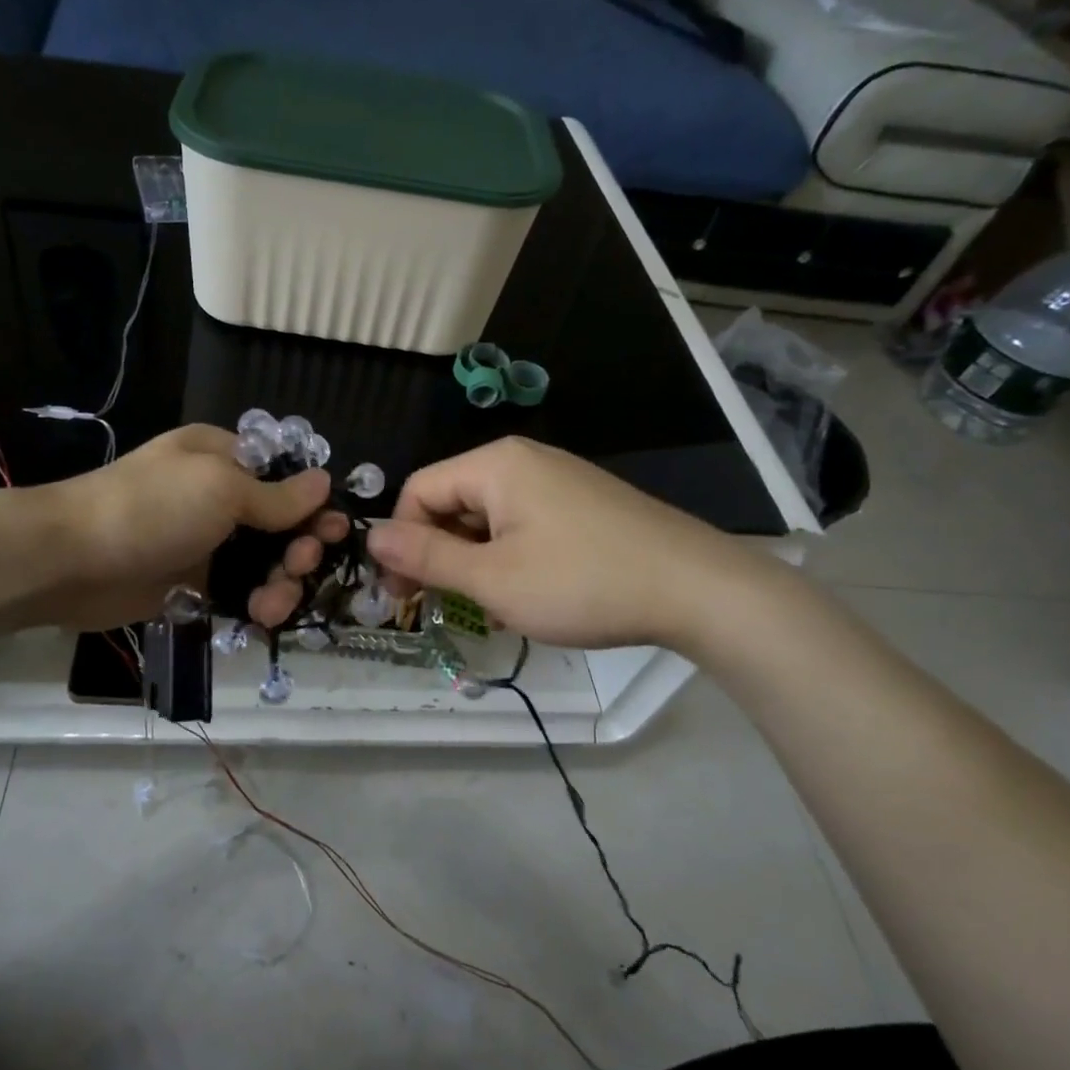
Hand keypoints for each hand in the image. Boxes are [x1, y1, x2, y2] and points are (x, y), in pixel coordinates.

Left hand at [0, 425, 346, 633]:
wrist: (71, 561)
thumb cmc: (151, 509)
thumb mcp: (220, 488)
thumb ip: (276, 495)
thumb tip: (325, 483)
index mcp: (222, 457)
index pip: (284, 477)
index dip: (313, 504)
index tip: (335, 531)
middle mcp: (217, 496)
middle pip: (280, 524)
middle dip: (299, 547)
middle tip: (302, 565)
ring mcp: (204, 542)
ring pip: (262, 563)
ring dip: (280, 582)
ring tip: (274, 604)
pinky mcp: (192, 582)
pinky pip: (238, 591)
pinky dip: (255, 603)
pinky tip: (261, 617)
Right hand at [364, 437, 778, 650]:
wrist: (697, 589)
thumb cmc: (582, 582)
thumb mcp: (492, 579)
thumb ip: (427, 556)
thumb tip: (372, 535)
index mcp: (495, 465)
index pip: (418, 490)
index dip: (401, 540)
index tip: (403, 594)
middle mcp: (523, 460)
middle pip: (453, 501)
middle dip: (439, 554)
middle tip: (441, 606)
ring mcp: (558, 480)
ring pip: (488, 518)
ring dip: (474, 562)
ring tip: (488, 608)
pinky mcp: (583, 504)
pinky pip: (524, 524)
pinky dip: (509, 558)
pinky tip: (526, 595)